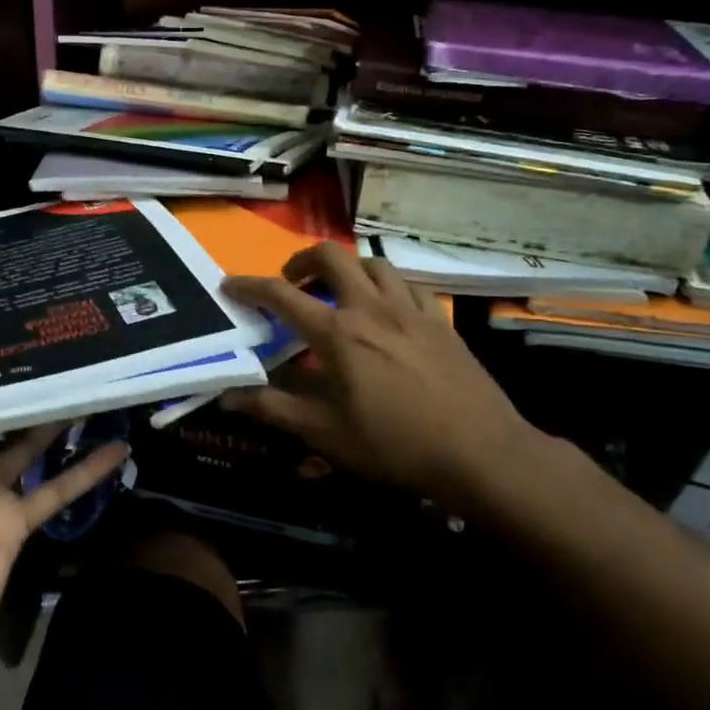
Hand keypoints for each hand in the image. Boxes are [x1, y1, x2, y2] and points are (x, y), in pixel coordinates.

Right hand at [222, 243, 543, 511]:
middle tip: (293, 283)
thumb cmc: (395, 445)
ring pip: (372, 263)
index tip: (229, 285)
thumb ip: (274, 409)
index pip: (281, 296)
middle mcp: (370, 308)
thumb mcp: (326, 433)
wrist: (481, 453)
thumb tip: (228, 396)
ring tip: (338, 292)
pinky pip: (408, 284)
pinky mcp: (439, 319)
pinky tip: (386, 307)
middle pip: (330, 256)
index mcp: (337, 333)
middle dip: (302, 260)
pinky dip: (386, 285)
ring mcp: (409, 309)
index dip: (249, 286)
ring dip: (346, 269)